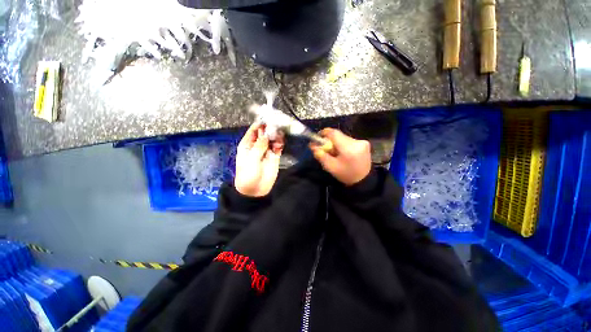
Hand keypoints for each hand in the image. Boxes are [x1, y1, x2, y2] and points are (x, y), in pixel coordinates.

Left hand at [235, 123, 283, 196]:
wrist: (255, 190)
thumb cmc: (248, 174)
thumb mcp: (251, 159)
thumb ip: (259, 146)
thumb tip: (265, 133)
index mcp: (248, 144)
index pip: (253, 130)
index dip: (260, 124)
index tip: (267, 118)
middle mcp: (257, 145)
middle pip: (264, 133)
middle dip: (270, 128)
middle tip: (276, 124)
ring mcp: (266, 150)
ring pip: (272, 139)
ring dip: (276, 135)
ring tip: (280, 133)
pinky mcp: (274, 156)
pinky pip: (278, 147)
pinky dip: (280, 143)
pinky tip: (281, 143)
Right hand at [309, 128, 371, 185]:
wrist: (363, 180)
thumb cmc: (345, 175)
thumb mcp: (330, 167)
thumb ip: (320, 155)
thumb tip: (312, 145)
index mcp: (348, 149)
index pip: (334, 133)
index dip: (324, 133)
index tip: (319, 137)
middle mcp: (357, 142)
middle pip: (339, 135)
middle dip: (330, 141)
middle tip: (327, 150)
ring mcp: (362, 142)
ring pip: (344, 138)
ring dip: (337, 143)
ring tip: (336, 154)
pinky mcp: (365, 143)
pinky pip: (349, 140)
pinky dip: (344, 145)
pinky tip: (344, 154)